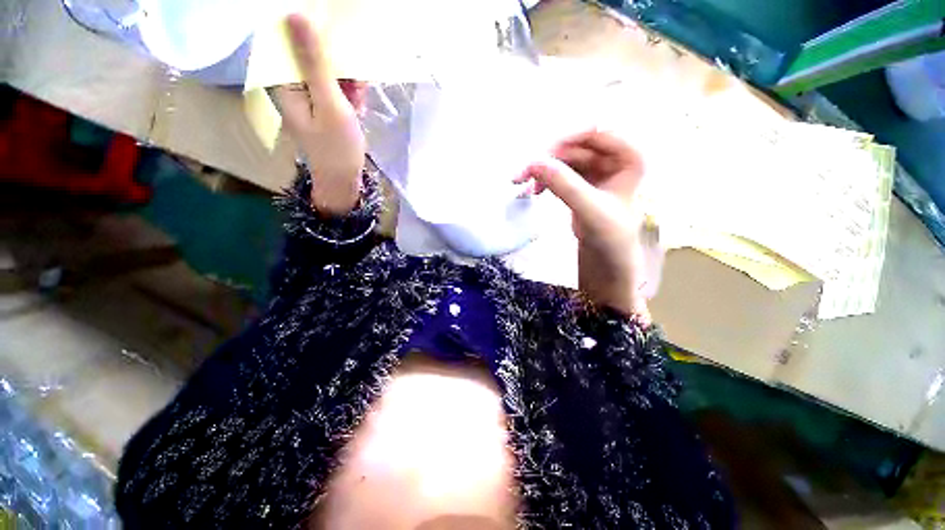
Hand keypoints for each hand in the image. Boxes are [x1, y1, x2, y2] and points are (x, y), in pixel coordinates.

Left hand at [274, 14, 367, 215]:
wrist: (344, 179)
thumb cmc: (337, 147)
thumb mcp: (329, 104)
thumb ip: (314, 62)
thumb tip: (296, 15)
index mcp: (281, 81)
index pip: (288, 39)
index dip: (313, 35)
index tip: (336, 44)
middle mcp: (290, 84)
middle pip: (309, 53)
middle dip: (336, 64)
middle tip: (354, 85)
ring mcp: (307, 95)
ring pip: (326, 69)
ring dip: (347, 80)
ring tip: (358, 100)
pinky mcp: (321, 105)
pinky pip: (334, 86)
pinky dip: (349, 92)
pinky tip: (357, 106)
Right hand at [517, 131, 651, 320]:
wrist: (606, 254)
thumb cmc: (609, 235)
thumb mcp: (589, 210)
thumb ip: (565, 185)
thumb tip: (534, 163)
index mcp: (629, 156)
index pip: (596, 132)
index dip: (566, 139)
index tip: (540, 156)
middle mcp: (614, 156)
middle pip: (575, 145)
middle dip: (549, 158)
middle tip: (524, 173)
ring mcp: (596, 168)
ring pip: (564, 158)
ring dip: (544, 170)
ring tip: (526, 187)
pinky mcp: (581, 180)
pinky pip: (560, 171)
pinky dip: (545, 178)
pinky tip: (534, 190)